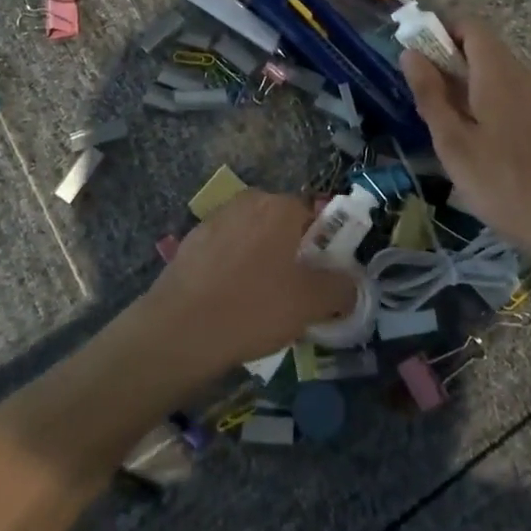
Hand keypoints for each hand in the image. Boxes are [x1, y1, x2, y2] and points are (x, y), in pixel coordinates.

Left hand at [145, 190, 356, 371]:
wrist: (180, 329)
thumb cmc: (254, 307)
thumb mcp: (311, 304)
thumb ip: (340, 288)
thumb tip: (350, 284)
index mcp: (280, 206)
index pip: (314, 215)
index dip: (323, 246)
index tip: (322, 277)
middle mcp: (248, 201)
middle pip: (282, 223)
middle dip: (292, 252)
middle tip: (294, 292)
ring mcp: (216, 219)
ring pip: (252, 237)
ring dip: (262, 259)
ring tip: (260, 301)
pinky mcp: (192, 241)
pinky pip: (226, 250)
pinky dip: (234, 268)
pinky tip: (230, 301)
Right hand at [400, 19, 530, 264]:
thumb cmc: (504, 184)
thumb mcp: (453, 143)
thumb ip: (431, 95)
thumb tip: (410, 54)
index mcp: (498, 72)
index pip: (470, 26)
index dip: (441, 34)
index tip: (419, 63)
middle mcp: (525, 74)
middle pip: (484, 51)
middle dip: (451, 67)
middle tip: (428, 107)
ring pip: (501, 77)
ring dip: (472, 90)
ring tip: (455, 134)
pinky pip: (518, 98)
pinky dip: (495, 107)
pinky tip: (489, 150)